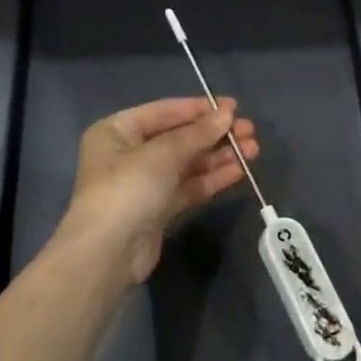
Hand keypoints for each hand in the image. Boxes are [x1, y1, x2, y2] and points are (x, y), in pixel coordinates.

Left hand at [57, 97, 259, 291]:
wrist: (108, 253)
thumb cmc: (128, 189)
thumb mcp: (163, 154)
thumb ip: (197, 133)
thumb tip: (227, 114)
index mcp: (117, 131)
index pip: (164, 112)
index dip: (199, 108)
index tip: (233, 107)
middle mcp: (128, 154)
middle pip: (178, 138)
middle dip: (214, 134)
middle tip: (249, 131)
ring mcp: (144, 184)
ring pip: (187, 163)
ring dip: (218, 156)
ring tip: (252, 149)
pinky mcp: (158, 210)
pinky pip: (188, 187)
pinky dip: (211, 178)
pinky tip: (238, 171)